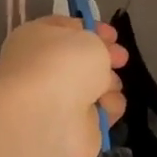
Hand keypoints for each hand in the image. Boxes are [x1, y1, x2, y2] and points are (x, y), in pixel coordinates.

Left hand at [0, 16, 127, 156]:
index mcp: (35, 40)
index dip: (91, 29)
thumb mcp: (86, 37)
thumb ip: (95, 40)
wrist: (48, 118)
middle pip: (83, 60)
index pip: (64, 29)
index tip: (113, 35)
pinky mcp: (76, 127)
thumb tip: (98, 53)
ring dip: (110, 82)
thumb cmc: (62, 65)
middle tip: (121, 59)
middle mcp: (44, 70)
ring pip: (96, 85)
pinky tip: (105, 107)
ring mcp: (59, 100)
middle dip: (106, 58)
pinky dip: (108, 107)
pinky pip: (102, 110)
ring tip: (108, 86)